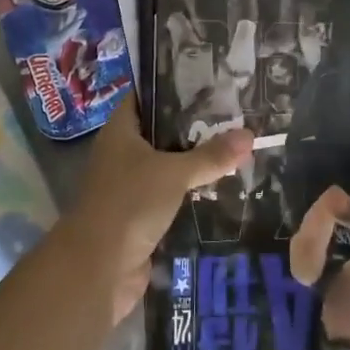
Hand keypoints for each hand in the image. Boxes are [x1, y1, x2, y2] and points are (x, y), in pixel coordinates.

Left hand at [65, 99, 252, 321]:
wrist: (100, 267)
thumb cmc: (130, 203)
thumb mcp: (174, 173)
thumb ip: (210, 155)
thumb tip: (249, 134)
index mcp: (120, 131)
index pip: (145, 97)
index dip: (172, 88)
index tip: (207, 83)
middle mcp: (122, 153)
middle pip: (160, 132)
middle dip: (193, 128)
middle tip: (233, 118)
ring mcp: (130, 185)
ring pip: (167, 166)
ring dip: (195, 164)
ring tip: (236, 150)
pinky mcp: (141, 215)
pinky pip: (170, 196)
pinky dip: (191, 193)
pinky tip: (223, 189)